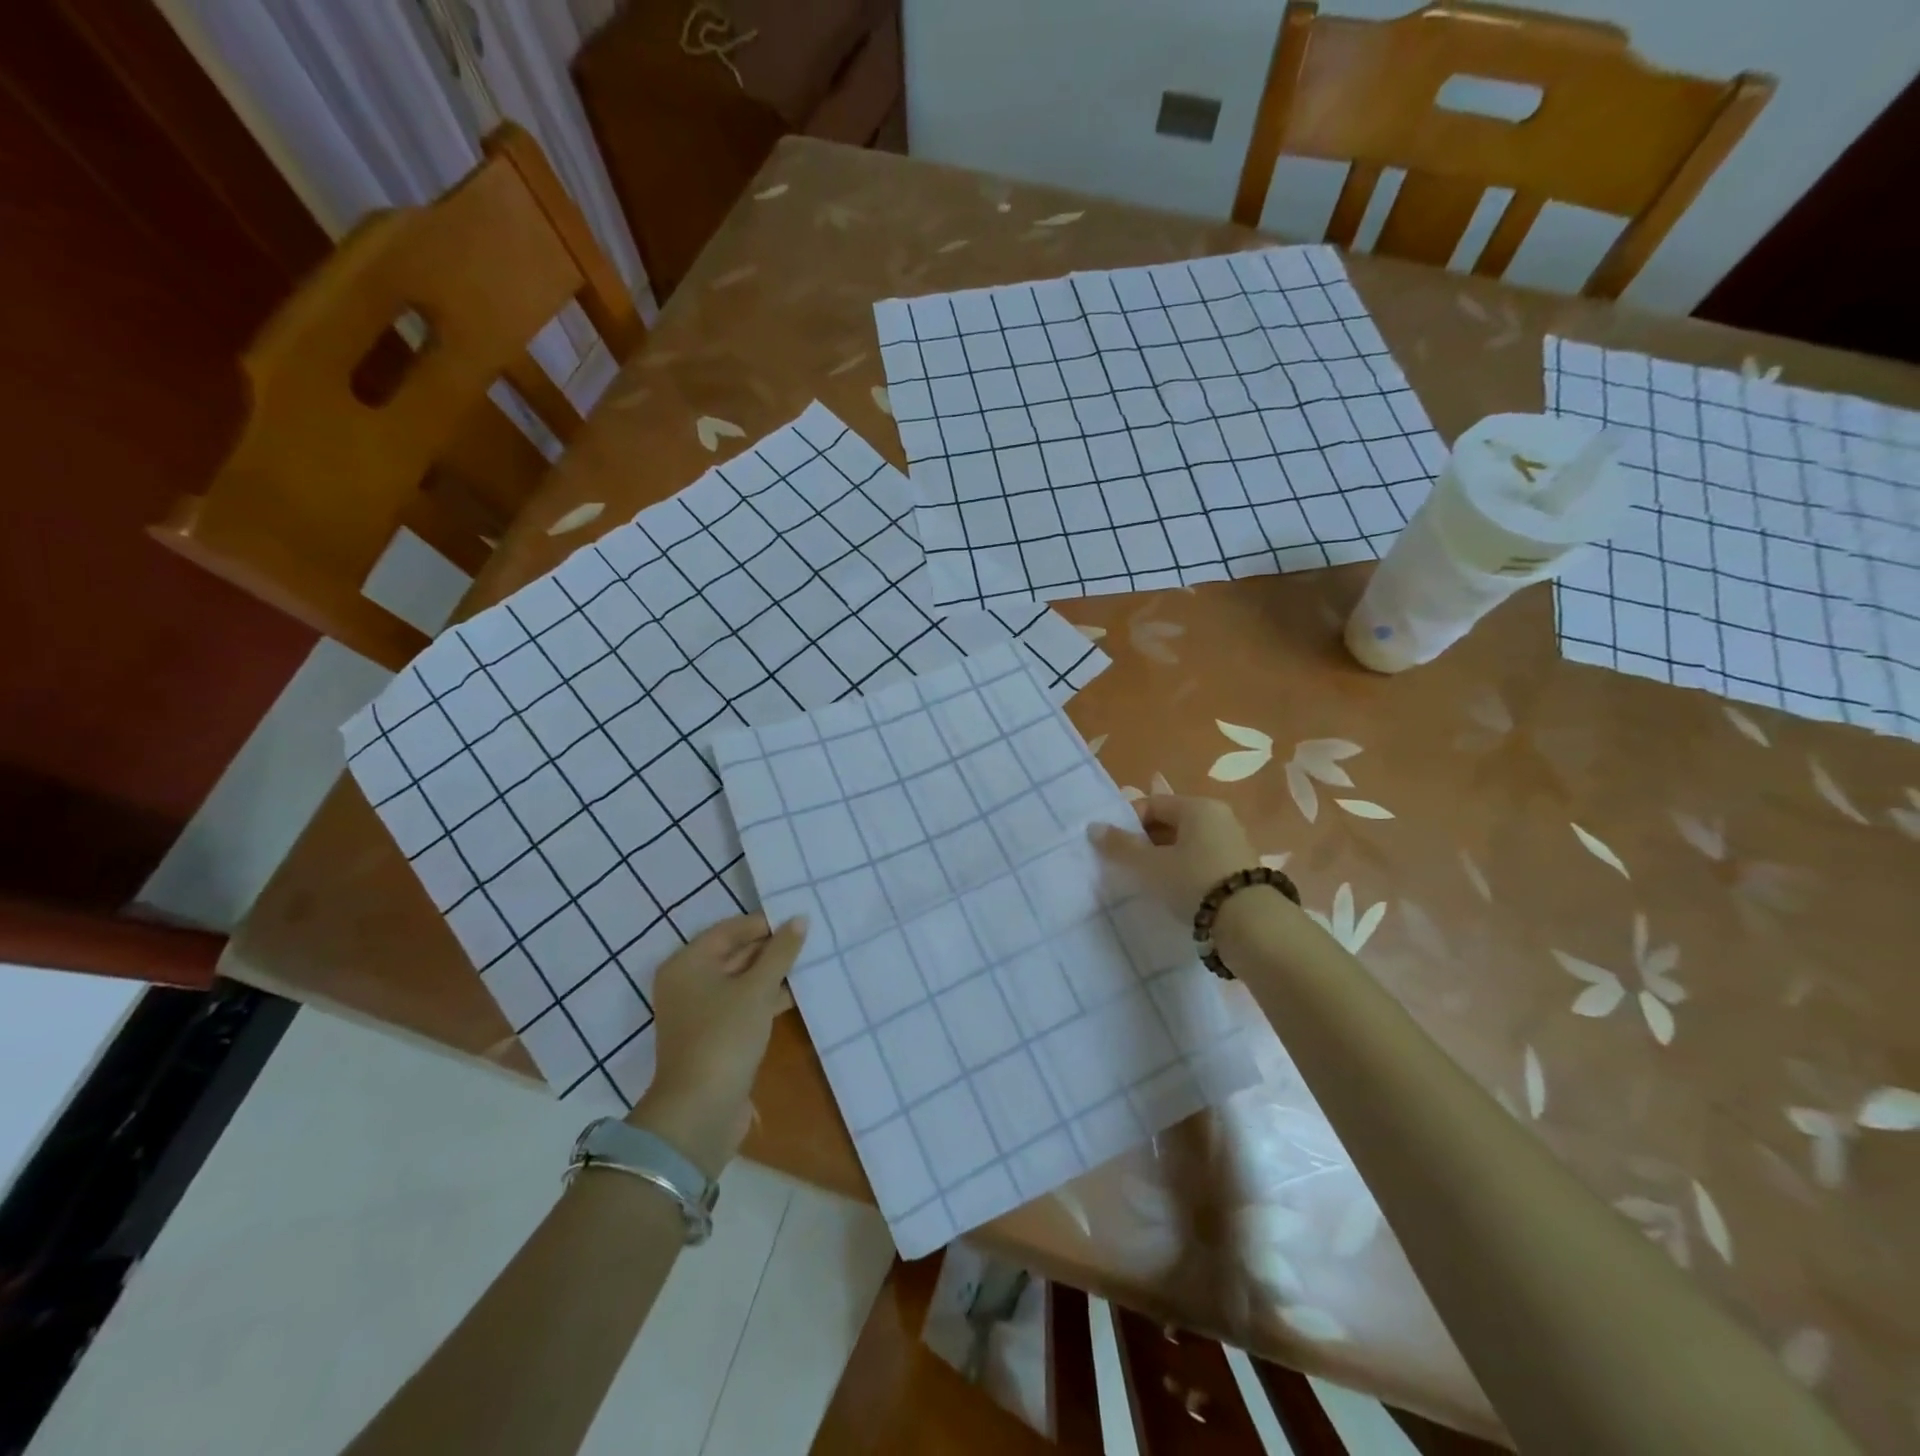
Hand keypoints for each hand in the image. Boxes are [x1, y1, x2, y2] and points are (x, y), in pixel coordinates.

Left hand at [627, 913, 806, 1177]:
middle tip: (811, 938)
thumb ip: (780, 951)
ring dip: (773, 974)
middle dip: (771, 948)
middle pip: (734, 953)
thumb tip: (799, 919)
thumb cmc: (725, 1036)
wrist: (700, 1110)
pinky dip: (767, 997)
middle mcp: (688, 982)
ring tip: (812, 962)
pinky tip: (798, 994)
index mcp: (688, 963)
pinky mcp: (714, 1036)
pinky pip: (743, 1004)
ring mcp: (700, 1012)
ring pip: (742, 981)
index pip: (730, 930)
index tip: (800, 920)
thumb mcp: (757, 988)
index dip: (765, 923)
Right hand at [1090, 794, 1257, 917]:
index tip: (1113, 847)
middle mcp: (1219, 818)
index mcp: (1198, 807)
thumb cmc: (1194, 882)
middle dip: (1145, 841)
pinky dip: (1184, 871)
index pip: (1152, 804)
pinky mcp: (1240, 870)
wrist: (1251, 924)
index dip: (1128, 822)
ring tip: (1148, 882)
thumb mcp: (1150, 865)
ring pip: (1186, 844)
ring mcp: (1233, 843)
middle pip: (1170, 822)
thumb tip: (1094, 827)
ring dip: (1164, 858)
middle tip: (1127, 865)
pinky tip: (1174, 892)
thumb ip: (1120, 846)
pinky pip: (1201, 861)